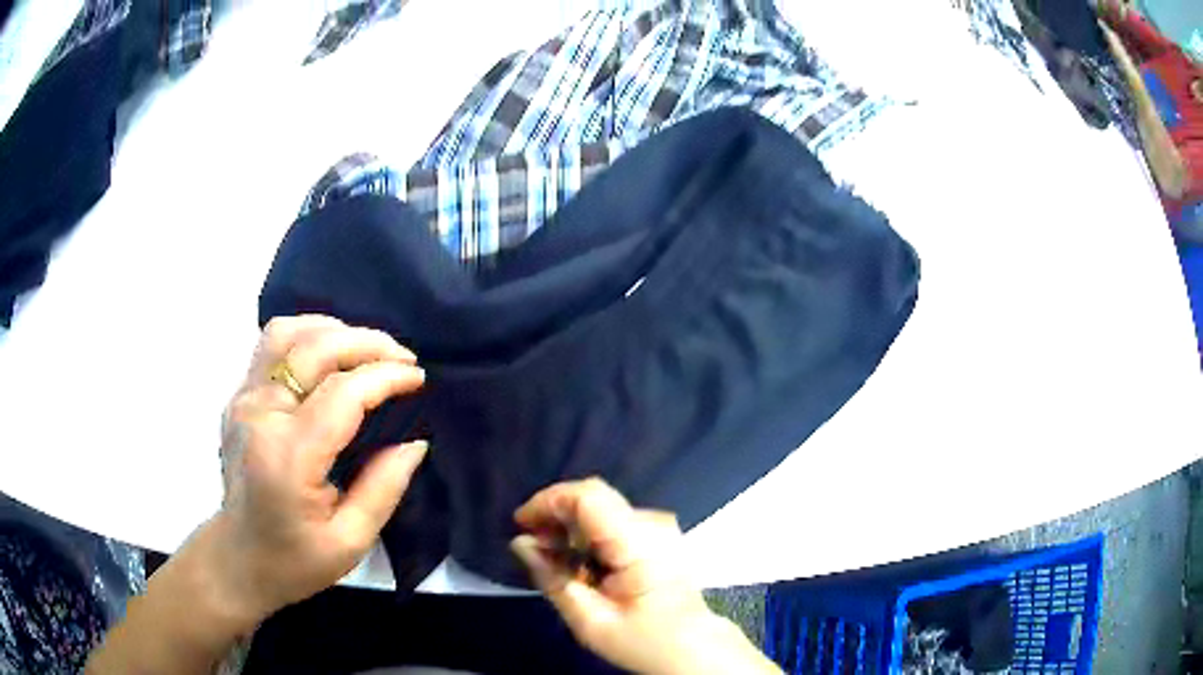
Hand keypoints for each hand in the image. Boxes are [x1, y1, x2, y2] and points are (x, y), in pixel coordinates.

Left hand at [211, 315, 426, 623]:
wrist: (240, 558)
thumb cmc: (296, 560)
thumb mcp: (351, 541)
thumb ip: (384, 487)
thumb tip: (415, 440)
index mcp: (287, 457)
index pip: (341, 394)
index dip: (385, 378)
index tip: (418, 379)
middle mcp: (259, 415)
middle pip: (314, 349)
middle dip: (367, 343)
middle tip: (403, 359)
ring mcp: (243, 400)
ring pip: (287, 332)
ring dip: (333, 331)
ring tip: (367, 351)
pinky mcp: (239, 397)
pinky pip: (273, 345)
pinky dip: (308, 337)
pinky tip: (332, 357)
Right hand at [511, 478, 780, 674]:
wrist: (694, 648)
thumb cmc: (644, 641)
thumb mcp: (590, 621)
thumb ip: (553, 579)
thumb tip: (520, 544)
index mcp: (639, 543)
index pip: (589, 496)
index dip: (549, 501)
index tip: (521, 524)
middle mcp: (653, 524)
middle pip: (593, 498)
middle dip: (555, 515)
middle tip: (533, 547)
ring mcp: (660, 527)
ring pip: (601, 507)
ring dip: (571, 526)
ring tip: (554, 559)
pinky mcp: (659, 534)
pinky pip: (614, 520)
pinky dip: (589, 534)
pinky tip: (580, 562)